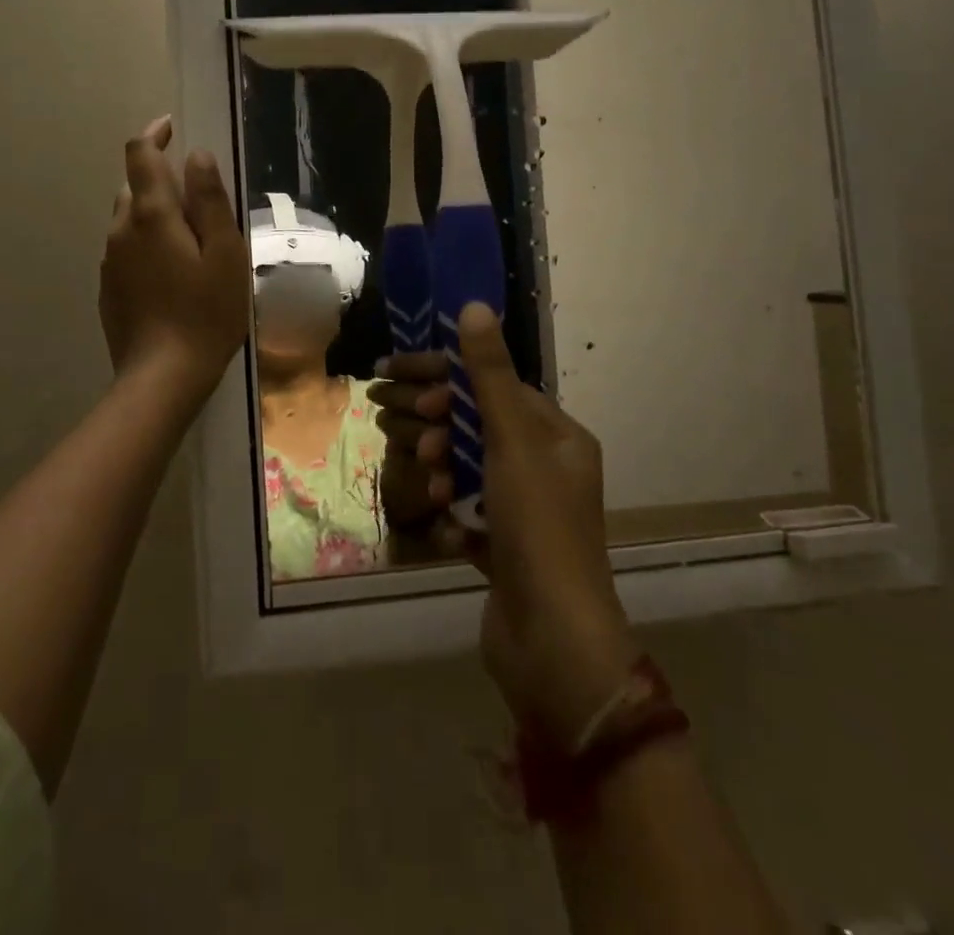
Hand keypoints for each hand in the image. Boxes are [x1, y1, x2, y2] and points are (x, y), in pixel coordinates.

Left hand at [98, 116, 250, 399]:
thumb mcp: (225, 253)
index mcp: (152, 214)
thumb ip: (210, 200)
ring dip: (154, 213)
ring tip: (189, 238)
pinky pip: (126, 249)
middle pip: (134, 186)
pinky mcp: (109, 287)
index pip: (140, 154)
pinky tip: (172, 272)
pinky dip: (146, 243)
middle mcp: (122, 229)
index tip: (172, 128)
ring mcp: (110, 260)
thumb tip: (196, 155)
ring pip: (128, 219)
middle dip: (160, 179)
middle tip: (198, 198)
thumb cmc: (207, 313)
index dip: (154, 134)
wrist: (162, 376)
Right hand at [372, 305, 637, 745]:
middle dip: (436, 426)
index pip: (492, 385)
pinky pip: (465, 515)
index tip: (396, 376)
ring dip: (441, 472)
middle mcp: (544, 468)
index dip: (445, 378)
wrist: (554, 646)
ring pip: (465, 470)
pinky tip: (442, 528)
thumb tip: (475, 306)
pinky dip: (450, 517)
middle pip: (474, 426)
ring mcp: (523, 512)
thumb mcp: (513, 443)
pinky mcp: (503, 551)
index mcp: (557, 437)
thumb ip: (489, 376)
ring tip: (430, 487)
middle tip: (408, 435)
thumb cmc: (538, 529)